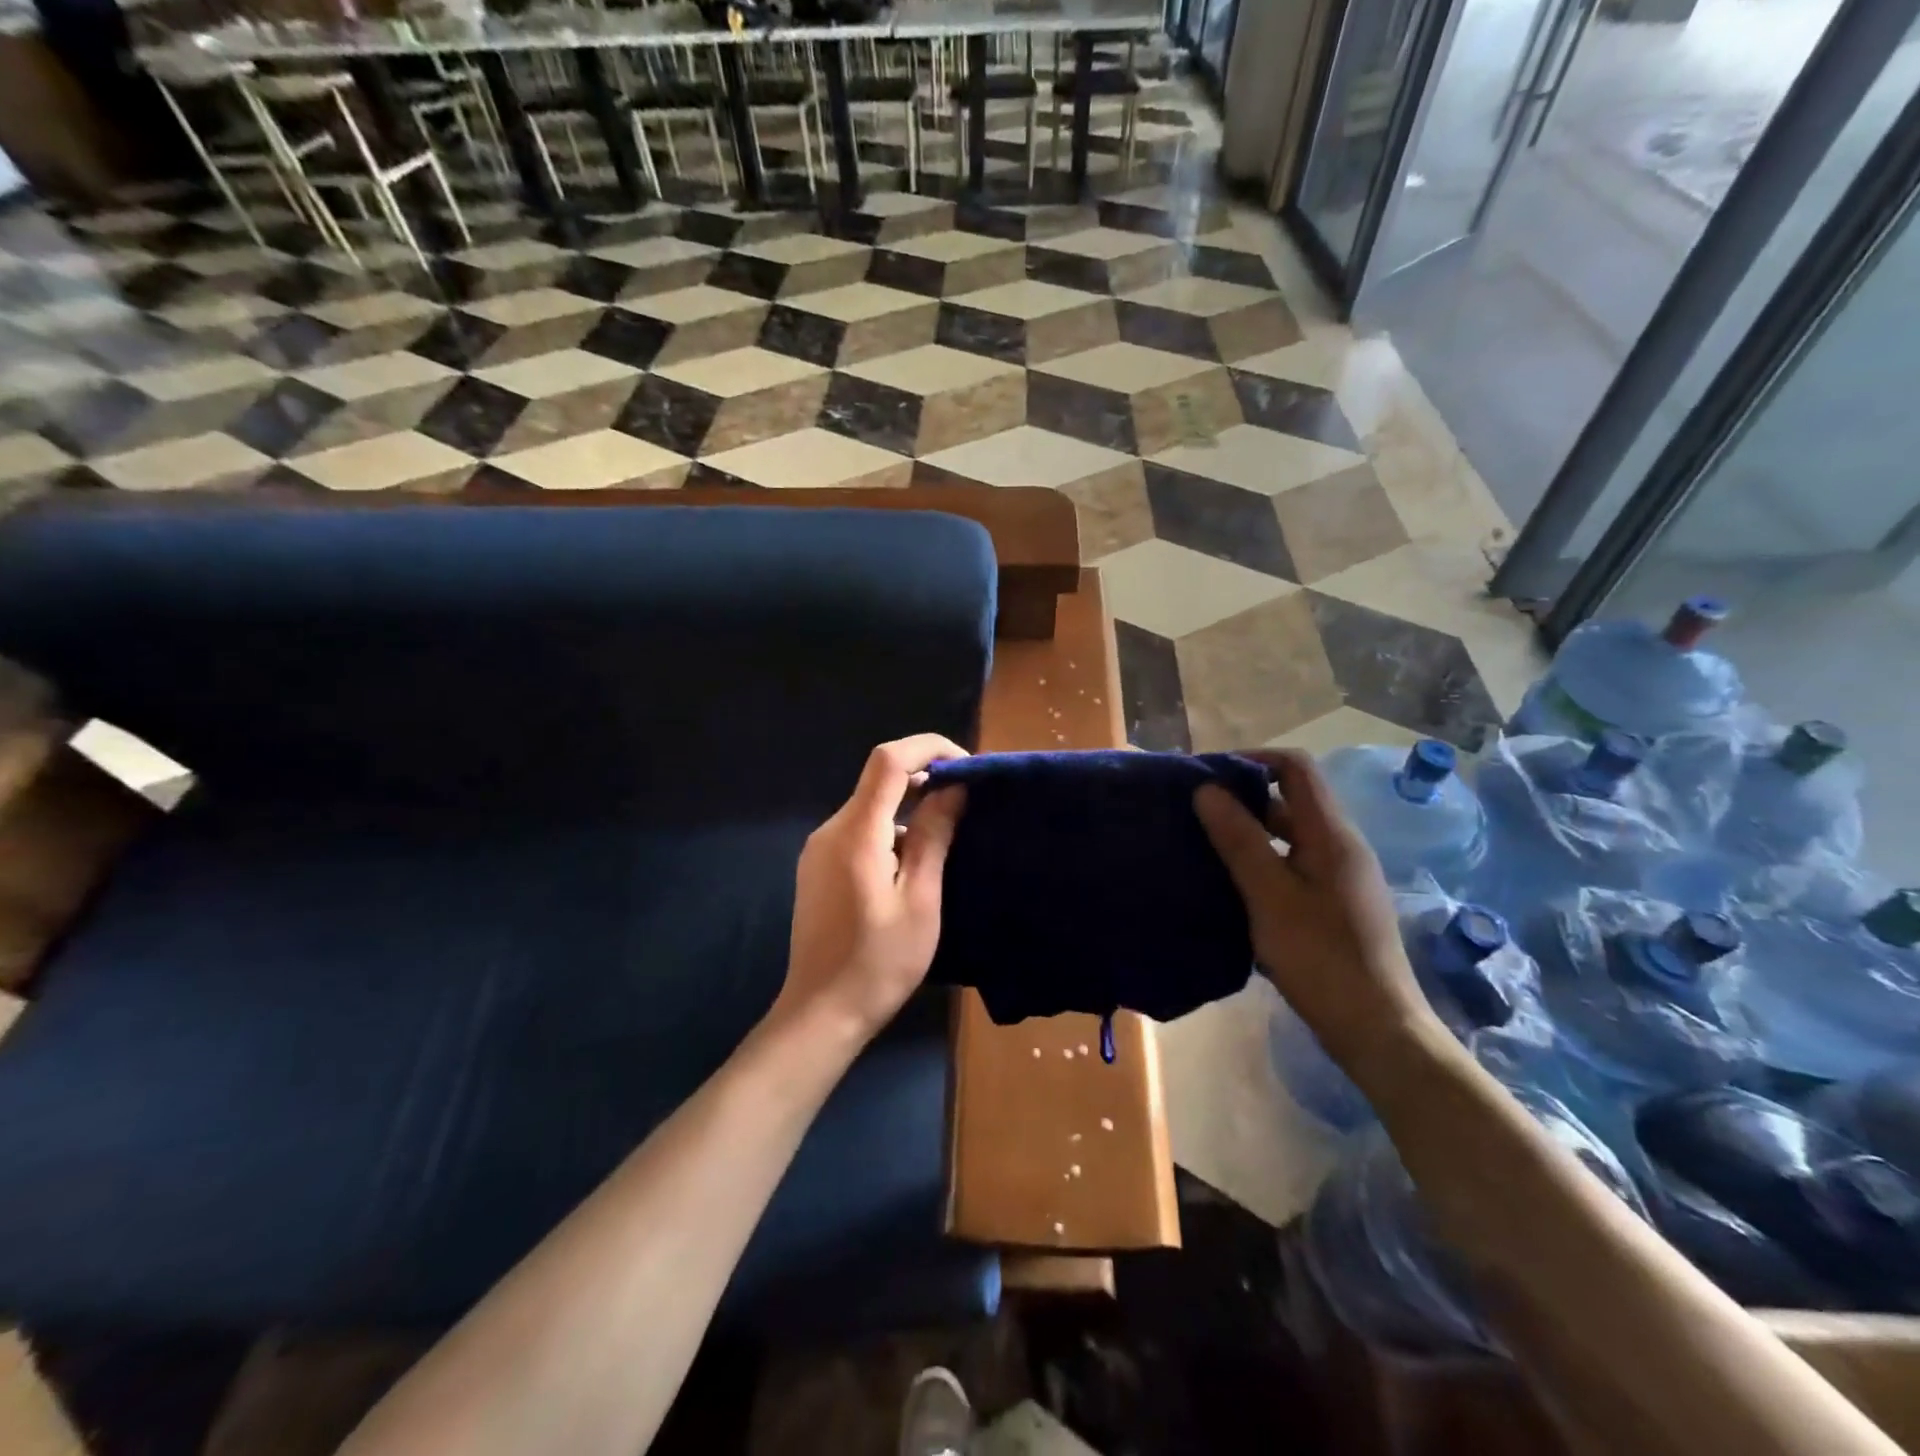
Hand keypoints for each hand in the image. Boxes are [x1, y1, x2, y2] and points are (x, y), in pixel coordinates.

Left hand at [778, 735, 967, 1044]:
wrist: (821, 1013)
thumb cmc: (879, 963)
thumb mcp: (920, 900)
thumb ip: (934, 836)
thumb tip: (952, 788)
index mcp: (856, 833)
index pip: (888, 760)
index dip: (929, 748)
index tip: (966, 766)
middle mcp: (830, 829)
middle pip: (879, 780)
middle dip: (924, 780)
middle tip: (966, 805)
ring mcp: (818, 849)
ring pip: (870, 808)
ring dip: (909, 811)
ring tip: (945, 842)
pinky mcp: (817, 867)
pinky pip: (859, 831)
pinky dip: (890, 832)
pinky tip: (911, 867)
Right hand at [1194, 749, 1440, 1082]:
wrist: (1375, 1029)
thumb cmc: (1320, 958)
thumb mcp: (1270, 896)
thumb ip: (1239, 840)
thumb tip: (1206, 789)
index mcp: (1330, 834)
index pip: (1295, 767)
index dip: (1252, 759)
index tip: (1207, 775)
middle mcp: (1339, 846)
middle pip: (1290, 799)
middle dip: (1241, 796)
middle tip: (1193, 810)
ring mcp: (1337, 876)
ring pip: (1287, 835)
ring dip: (1247, 831)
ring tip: (1201, 843)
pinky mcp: (1331, 903)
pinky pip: (1290, 863)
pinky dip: (1258, 860)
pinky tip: (1228, 881)